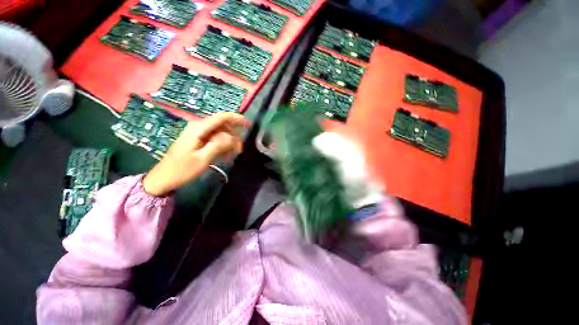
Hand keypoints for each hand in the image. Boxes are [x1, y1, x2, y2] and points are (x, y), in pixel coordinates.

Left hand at [143, 112, 247, 195]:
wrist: (164, 178)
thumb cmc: (183, 169)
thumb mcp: (202, 158)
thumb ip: (218, 145)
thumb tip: (231, 137)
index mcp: (198, 129)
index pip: (221, 117)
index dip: (236, 118)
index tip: (248, 124)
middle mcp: (198, 127)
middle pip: (222, 125)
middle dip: (233, 135)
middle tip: (239, 150)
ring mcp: (198, 134)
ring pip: (219, 132)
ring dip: (228, 142)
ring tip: (233, 154)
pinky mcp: (198, 140)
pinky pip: (214, 139)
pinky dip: (222, 146)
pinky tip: (225, 155)